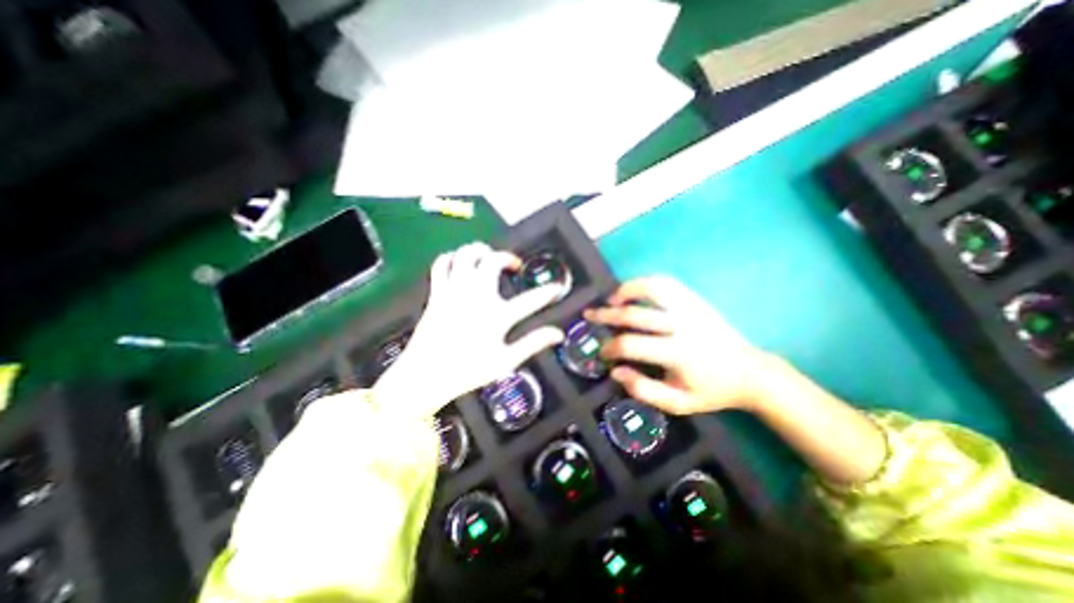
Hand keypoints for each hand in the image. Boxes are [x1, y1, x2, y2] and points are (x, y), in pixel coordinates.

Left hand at [376, 242, 563, 418]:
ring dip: (480, 250)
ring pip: (466, 254)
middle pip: (493, 262)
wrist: (425, 376)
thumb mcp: (505, 361)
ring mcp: (454, 291)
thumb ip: (532, 344)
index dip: (548, 293)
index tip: (557, 288)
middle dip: (507, 257)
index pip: (531, 300)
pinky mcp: (437, 293)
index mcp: (496, 316)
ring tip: (488, 257)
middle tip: (513, 266)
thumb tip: (558, 334)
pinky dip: (452, 258)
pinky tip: (459, 263)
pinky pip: (442, 264)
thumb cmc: (467, 371)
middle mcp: (476, 297)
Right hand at [585, 276, 777, 414]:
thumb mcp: (677, 404)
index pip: (632, 345)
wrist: (749, 372)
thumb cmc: (711, 391)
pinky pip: (666, 283)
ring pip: (651, 289)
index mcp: (678, 354)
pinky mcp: (696, 300)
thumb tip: (615, 370)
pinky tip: (635, 291)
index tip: (603, 352)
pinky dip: (646, 283)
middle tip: (590, 316)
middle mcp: (682, 325)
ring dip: (626, 291)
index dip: (611, 347)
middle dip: (607, 315)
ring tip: (611, 298)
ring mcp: (690, 308)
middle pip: (635, 314)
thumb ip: (643, 389)